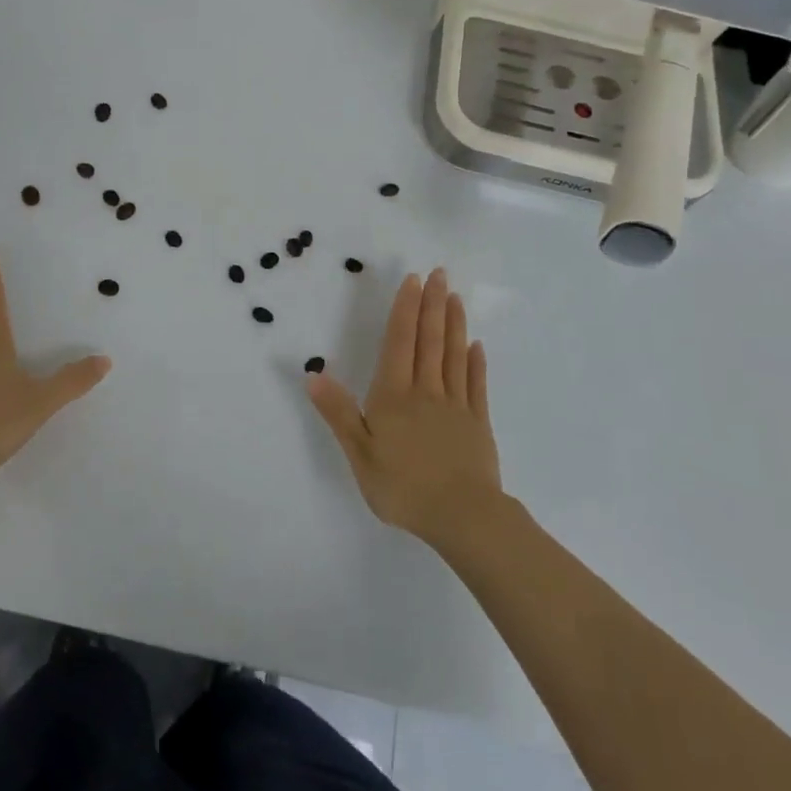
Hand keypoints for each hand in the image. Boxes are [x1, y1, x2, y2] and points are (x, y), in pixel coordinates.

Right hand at [306, 268, 501, 549]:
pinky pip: (476, 386)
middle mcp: (426, 391)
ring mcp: (456, 406)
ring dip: (454, 325)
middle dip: (432, 305)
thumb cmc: (403, 486)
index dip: (405, 310)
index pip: (399, 342)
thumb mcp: (359, 453)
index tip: (414, 281)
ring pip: (454, 356)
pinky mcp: (477, 424)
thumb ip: (338, 412)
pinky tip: (476, 346)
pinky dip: (475, 363)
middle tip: (440, 274)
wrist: (462, 517)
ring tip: (455, 297)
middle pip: (429, 341)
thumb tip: (313, 374)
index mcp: (394, 395)